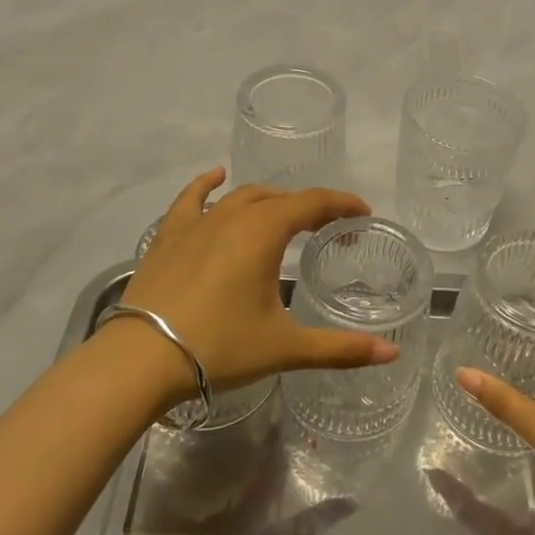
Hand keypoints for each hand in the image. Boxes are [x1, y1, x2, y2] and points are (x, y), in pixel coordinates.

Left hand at [111, 168, 396, 401]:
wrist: (142, 358)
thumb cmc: (220, 346)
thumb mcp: (285, 347)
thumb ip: (341, 348)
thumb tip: (392, 353)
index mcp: (265, 232)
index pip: (314, 203)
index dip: (342, 204)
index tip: (363, 214)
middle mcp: (233, 215)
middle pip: (280, 198)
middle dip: (309, 207)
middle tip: (326, 230)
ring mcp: (197, 222)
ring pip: (241, 196)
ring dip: (269, 200)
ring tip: (284, 214)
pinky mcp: (169, 235)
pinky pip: (191, 198)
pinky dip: (207, 184)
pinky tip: (216, 177)